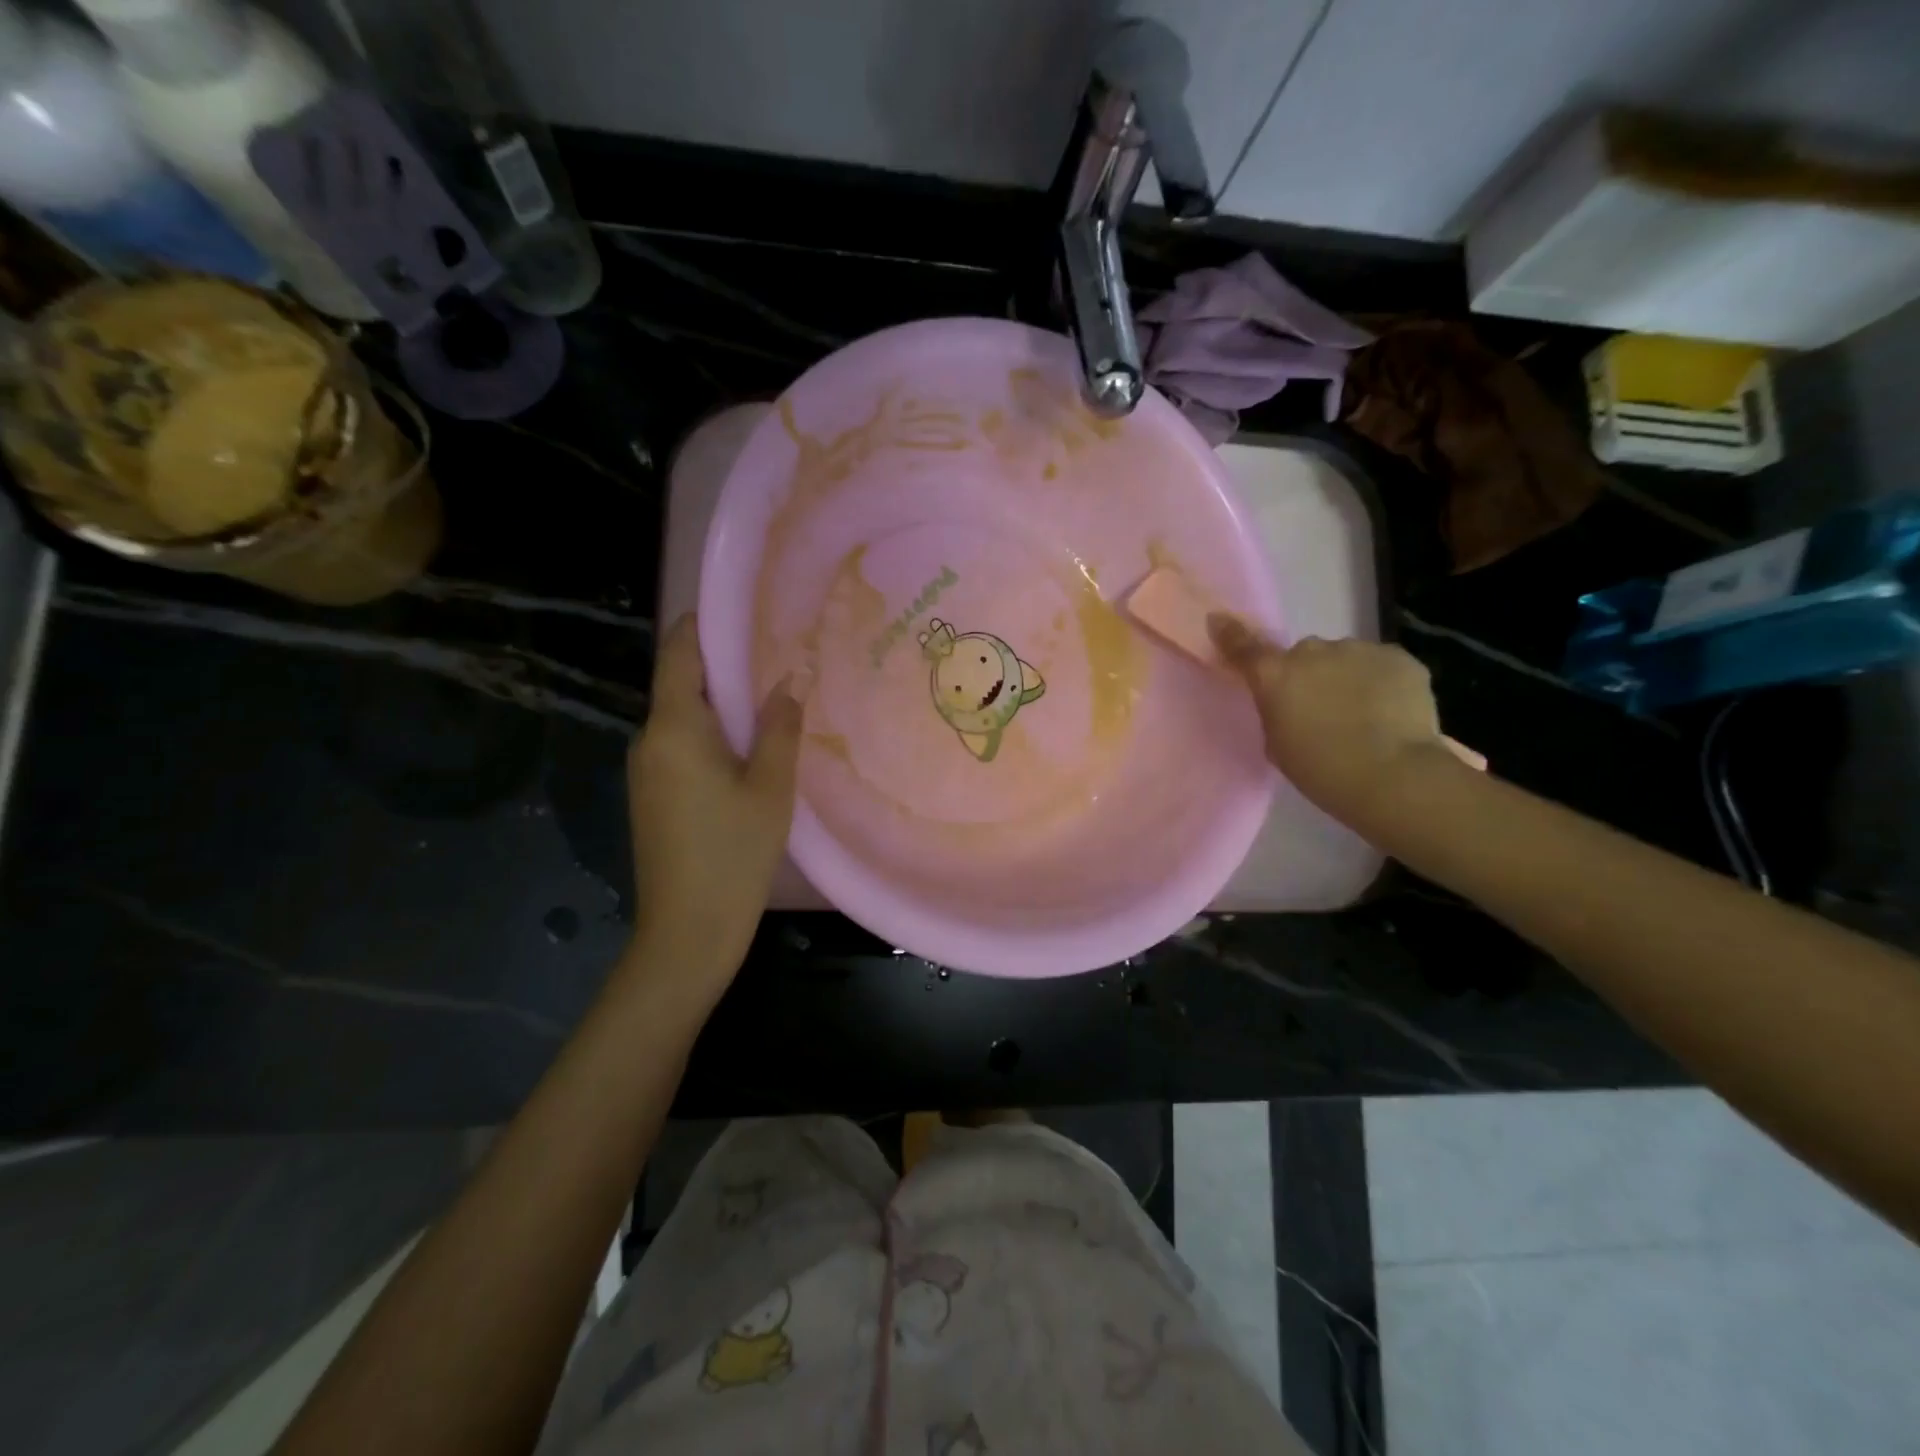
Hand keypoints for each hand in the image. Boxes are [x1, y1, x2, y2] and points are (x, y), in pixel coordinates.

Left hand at [625, 614, 801, 1000]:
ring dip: (720, 705)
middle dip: (724, 667)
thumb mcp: (770, 788)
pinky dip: (711, 735)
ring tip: (772, 700)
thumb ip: (779, 728)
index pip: (679, 653)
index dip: (704, 625)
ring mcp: (645, 769)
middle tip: (777, 657)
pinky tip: (748, 749)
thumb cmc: (733, 853)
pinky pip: (680, 746)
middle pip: (681, 684)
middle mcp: (648, 739)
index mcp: (674, 728)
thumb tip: (789, 681)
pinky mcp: (650, 795)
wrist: (686, 931)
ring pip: (682, 718)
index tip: (744, 613)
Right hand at [1208, 615, 1478, 822]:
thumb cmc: (1322, 771)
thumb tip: (1287, 700)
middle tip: (1321, 709)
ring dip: (1346, 678)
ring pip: (1345, 658)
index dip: (1230, 634)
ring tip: (1364, 715)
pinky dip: (1381, 683)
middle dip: (1309, 674)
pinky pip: (1381, 665)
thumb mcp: (1278, 745)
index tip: (1218, 620)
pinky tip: (1391, 712)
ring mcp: (1358, 650)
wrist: (1392, 776)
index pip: (1244, 647)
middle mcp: (1312, 652)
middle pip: (1304, 655)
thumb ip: (1276, 711)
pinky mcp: (1399, 657)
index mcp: (1275, 676)